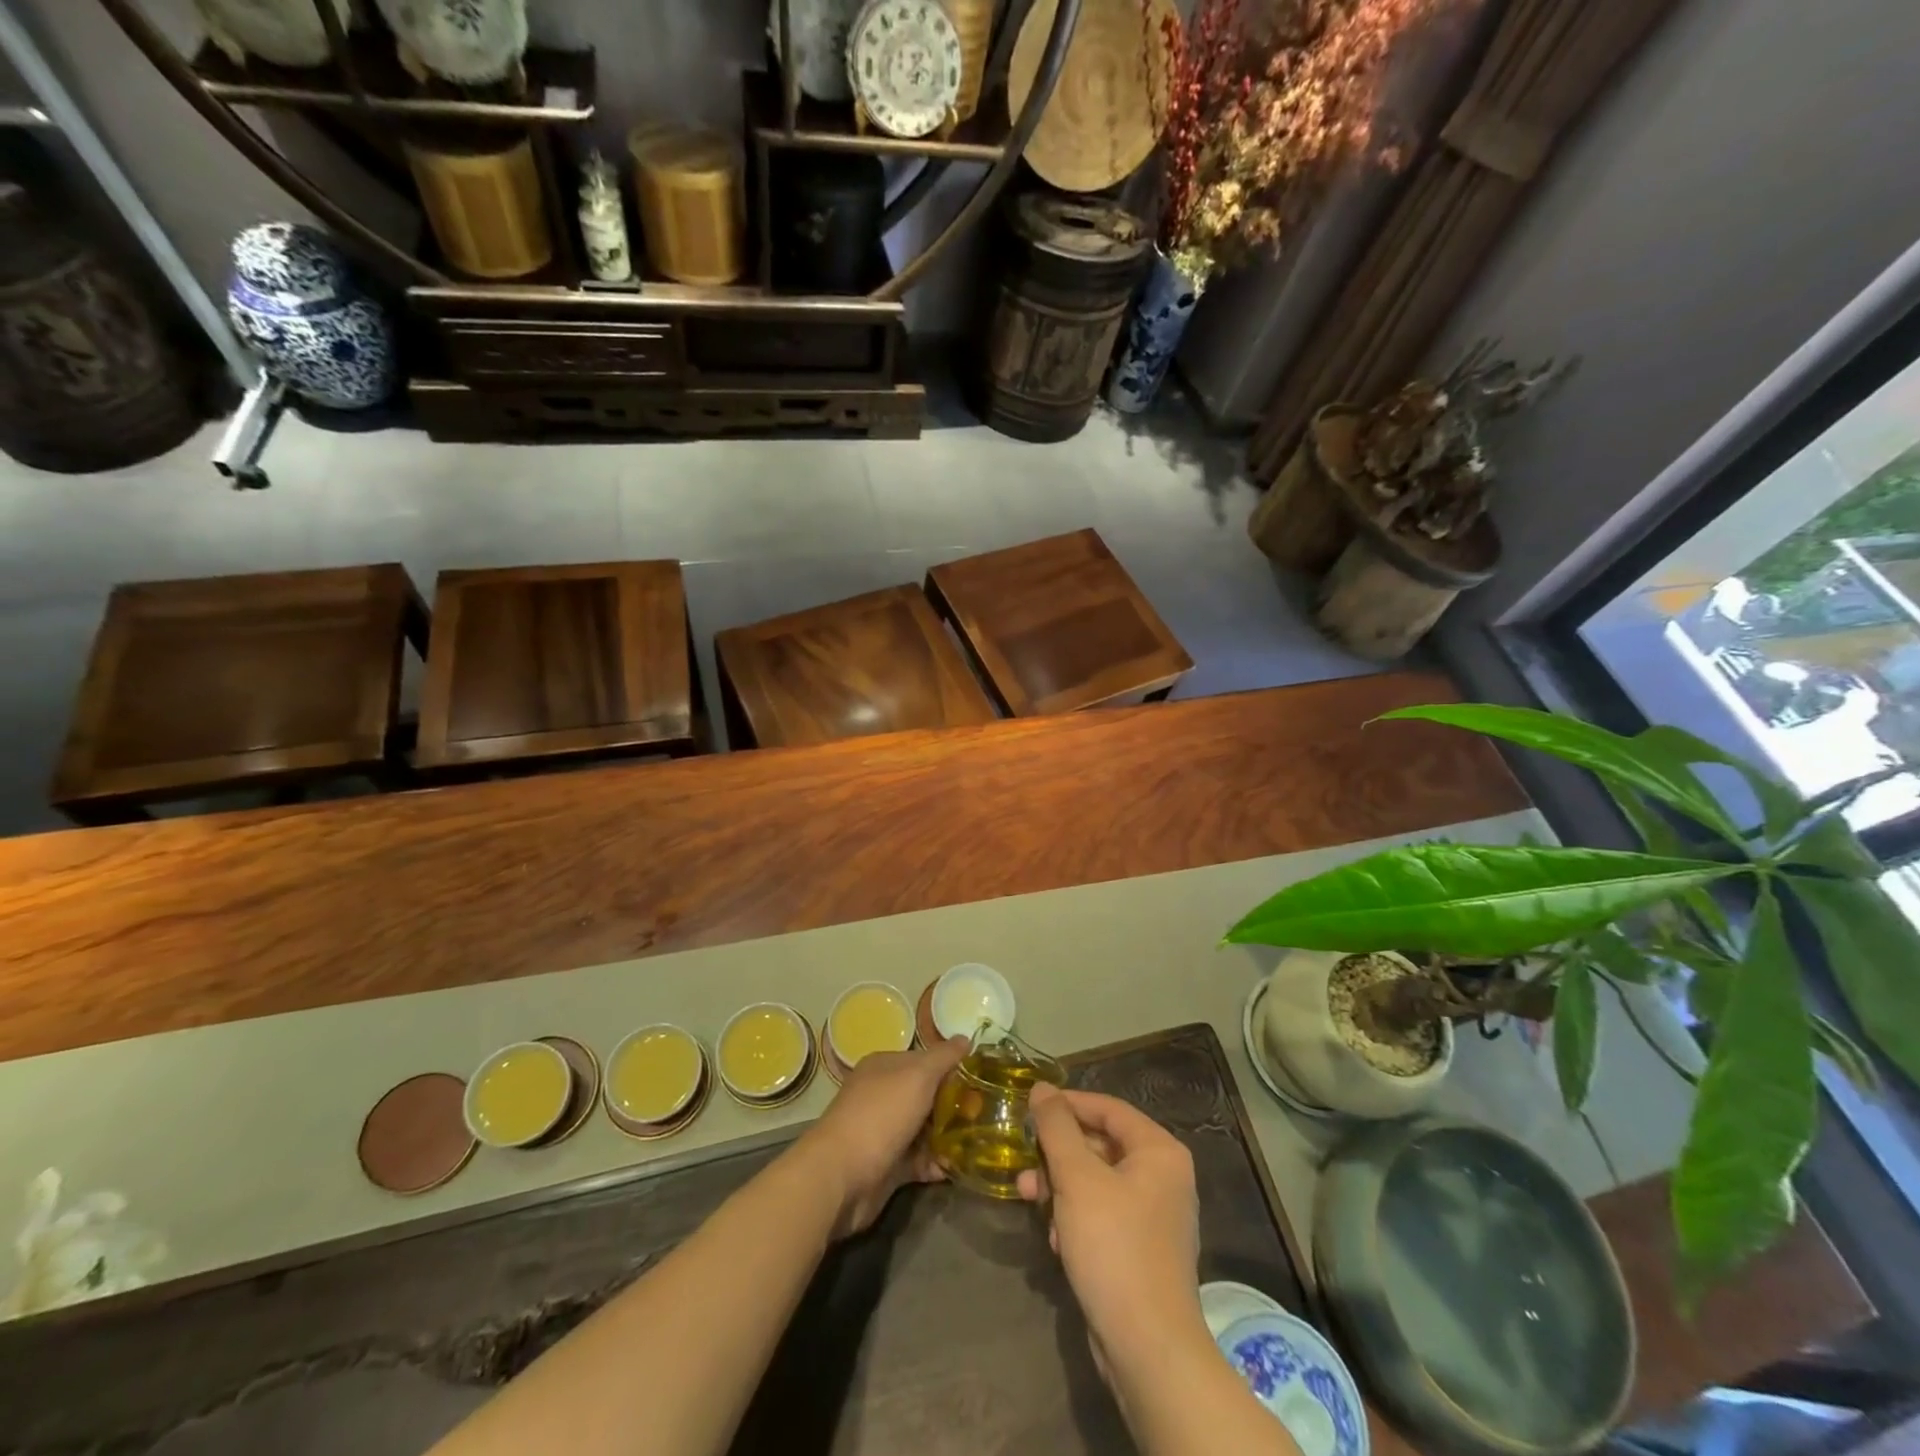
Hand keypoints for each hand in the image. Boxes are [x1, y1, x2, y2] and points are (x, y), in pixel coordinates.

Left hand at [795, 1036, 966, 1236]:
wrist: (841, 1175)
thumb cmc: (881, 1114)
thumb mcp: (918, 1075)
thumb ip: (943, 1057)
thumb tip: (965, 1038)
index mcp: (884, 1067)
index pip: (923, 1060)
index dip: (950, 1068)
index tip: (979, 1079)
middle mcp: (882, 1096)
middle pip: (925, 1096)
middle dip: (953, 1104)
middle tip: (985, 1112)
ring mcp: (883, 1132)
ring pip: (923, 1129)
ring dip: (947, 1136)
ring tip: (978, 1142)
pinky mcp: (887, 1166)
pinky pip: (918, 1161)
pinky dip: (936, 1164)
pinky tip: (956, 1168)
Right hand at [1017, 1085, 1207, 1377]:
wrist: (1147, 1349)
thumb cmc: (1114, 1247)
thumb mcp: (1077, 1178)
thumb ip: (1056, 1128)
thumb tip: (1041, 1088)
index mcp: (1159, 1151)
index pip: (1108, 1108)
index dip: (1067, 1103)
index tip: (1029, 1107)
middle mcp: (1163, 1177)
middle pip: (1100, 1145)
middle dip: (1058, 1154)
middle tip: (1024, 1162)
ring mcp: (1154, 1216)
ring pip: (1096, 1182)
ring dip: (1060, 1188)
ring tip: (1030, 1201)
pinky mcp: (1140, 1250)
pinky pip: (1102, 1215)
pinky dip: (1075, 1219)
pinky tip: (1055, 1241)